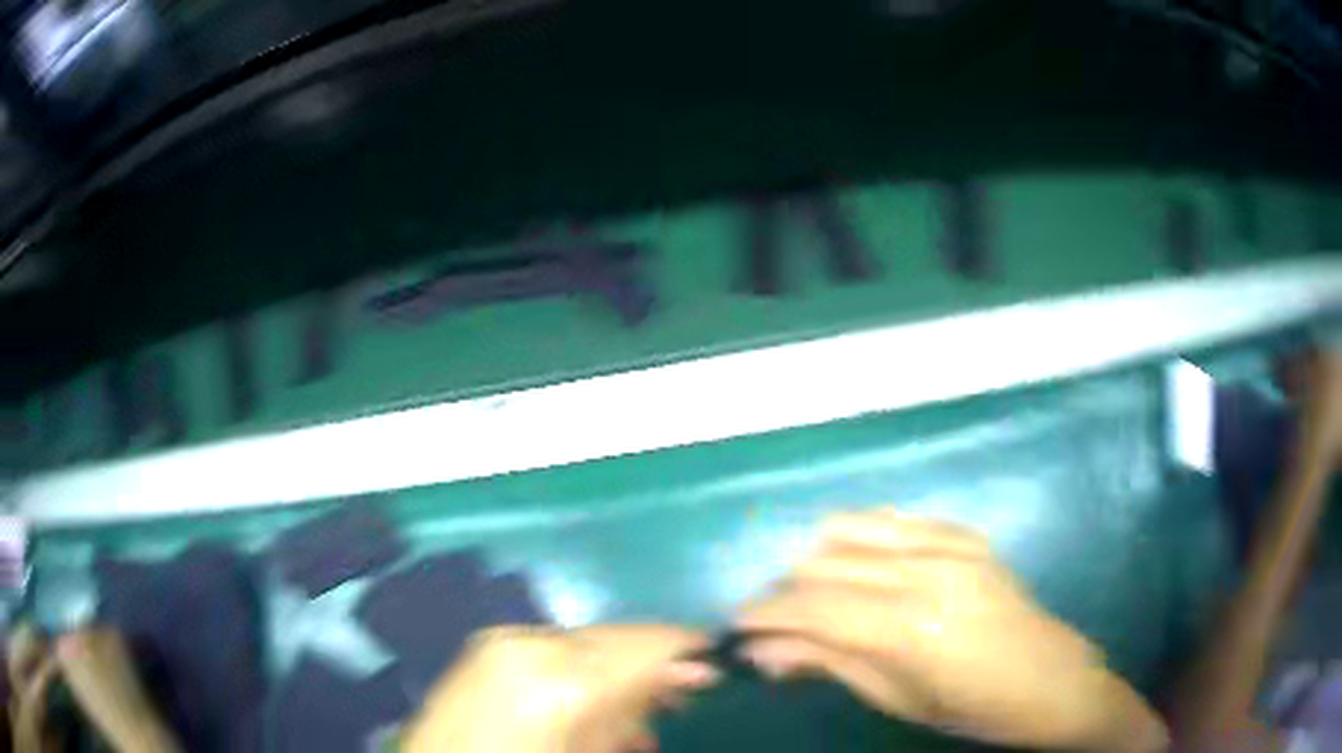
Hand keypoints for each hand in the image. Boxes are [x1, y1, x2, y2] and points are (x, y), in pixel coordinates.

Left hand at [401, 625, 718, 752]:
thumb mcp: (589, 752)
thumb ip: (634, 718)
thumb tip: (679, 684)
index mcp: (562, 683)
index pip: (646, 648)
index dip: (688, 652)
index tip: (721, 662)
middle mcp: (530, 645)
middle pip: (618, 638)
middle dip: (655, 662)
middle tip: (685, 692)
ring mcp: (501, 641)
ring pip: (587, 640)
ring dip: (619, 667)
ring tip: (638, 709)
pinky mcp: (486, 647)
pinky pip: (553, 647)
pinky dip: (582, 667)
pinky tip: (592, 701)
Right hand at [735, 509, 1168, 751]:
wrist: (1051, 681)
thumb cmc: (972, 709)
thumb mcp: (897, 701)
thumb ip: (830, 665)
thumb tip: (765, 651)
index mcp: (908, 628)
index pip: (811, 606)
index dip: (763, 615)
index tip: (737, 628)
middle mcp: (924, 572)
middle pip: (823, 564)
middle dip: (784, 593)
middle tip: (774, 624)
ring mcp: (948, 544)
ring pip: (850, 529)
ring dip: (817, 561)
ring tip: (814, 596)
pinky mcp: (964, 534)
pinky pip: (892, 520)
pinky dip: (860, 539)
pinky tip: (859, 569)